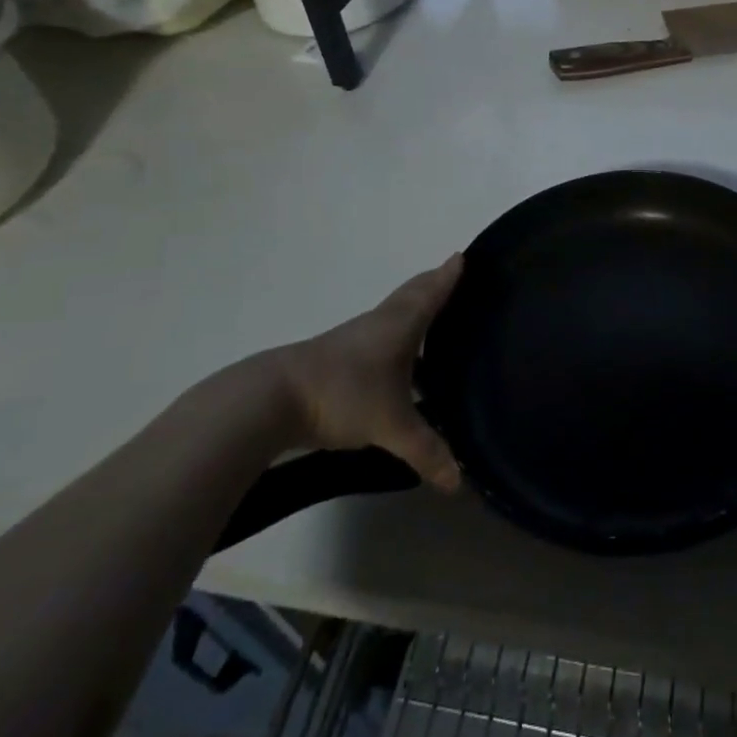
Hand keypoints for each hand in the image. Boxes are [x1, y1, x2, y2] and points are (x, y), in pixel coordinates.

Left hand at [254, 255, 463, 492]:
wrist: (272, 399)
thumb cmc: (344, 394)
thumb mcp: (391, 426)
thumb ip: (426, 450)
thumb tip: (458, 481)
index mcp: (400, 324)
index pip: (432, 291)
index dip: (449, 275)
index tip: (463, 255)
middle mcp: (380, 322)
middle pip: (412, 294)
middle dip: (433, 284)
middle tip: (454, 276)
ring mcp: (356, 338)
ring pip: (394, 313)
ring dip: (414, 308)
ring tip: (435, 317)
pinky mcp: (339, 357)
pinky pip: (379, 334)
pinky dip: (397, 334)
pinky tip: (399, 359)